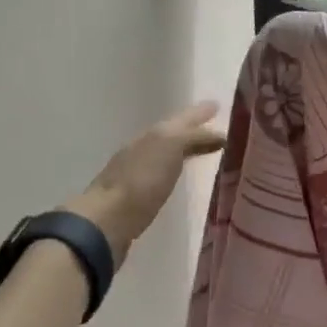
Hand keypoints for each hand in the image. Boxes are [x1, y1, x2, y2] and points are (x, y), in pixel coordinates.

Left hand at [62, 102, 227, 265]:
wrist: (106, 221)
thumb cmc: (142, 180)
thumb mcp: (171, 146)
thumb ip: (195, 137)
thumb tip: (219, 135)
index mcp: (154, 134)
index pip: (182, 119)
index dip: (199, 113)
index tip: (217, 105)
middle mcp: (143, 148)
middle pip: (172, 133)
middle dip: (192, 129)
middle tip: (215, 127)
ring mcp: (136, 172)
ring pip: (166, 153)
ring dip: (184, 149)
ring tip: (202, 150)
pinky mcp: (135, 198)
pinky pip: (162, 175)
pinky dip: (174, 170)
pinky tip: (178, 177)